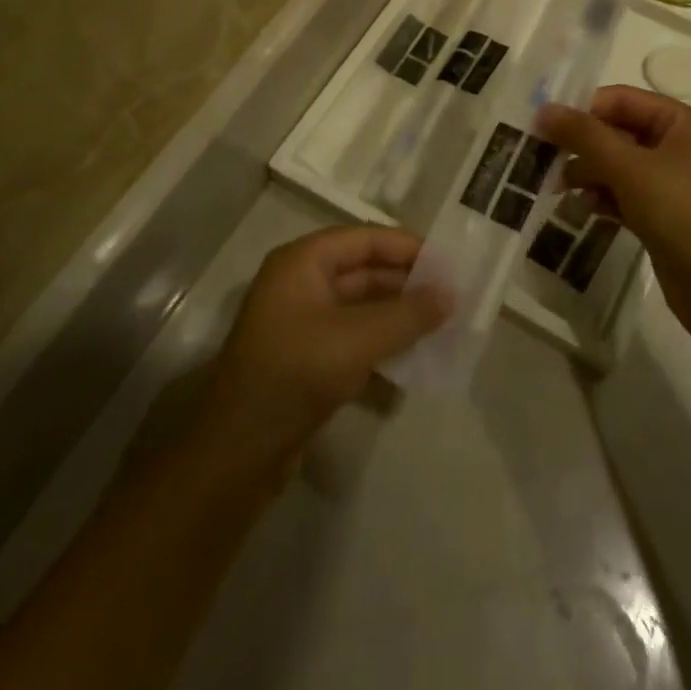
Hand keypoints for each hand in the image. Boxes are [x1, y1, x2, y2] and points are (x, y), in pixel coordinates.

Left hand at [197, 226, 448, 470]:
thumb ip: (408, 314)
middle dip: (406, 283)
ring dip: (397, 314)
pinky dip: (381, 340)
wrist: (239, 450)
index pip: (365, 239)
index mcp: (303, 262)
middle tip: (451, 295)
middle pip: (363, 270)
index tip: (448, 263)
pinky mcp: (305, 356)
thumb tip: (451, 295)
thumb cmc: (297, 373)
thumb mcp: (358, 339)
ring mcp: (300, 321)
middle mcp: (299, 282)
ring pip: (360, 305)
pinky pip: (351, 335)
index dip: (407, 247)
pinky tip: (413, 354)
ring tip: (441, 324)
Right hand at [537, 88, 690, 339]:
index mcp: (681, 123)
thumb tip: (543, 109)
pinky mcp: (665, 218)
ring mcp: (673, 185)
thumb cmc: (684, 214)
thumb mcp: (630, 168)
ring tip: (558, 189)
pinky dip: (602, 199)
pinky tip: (580, 211)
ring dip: (587, 174)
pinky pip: (625, 196)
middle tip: (543, 160)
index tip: (542, 126)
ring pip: (618, 167)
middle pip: (618, 132)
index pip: (621, 99)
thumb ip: (584, 135)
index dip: (582, 109)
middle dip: (581, 145)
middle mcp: (679, 148)